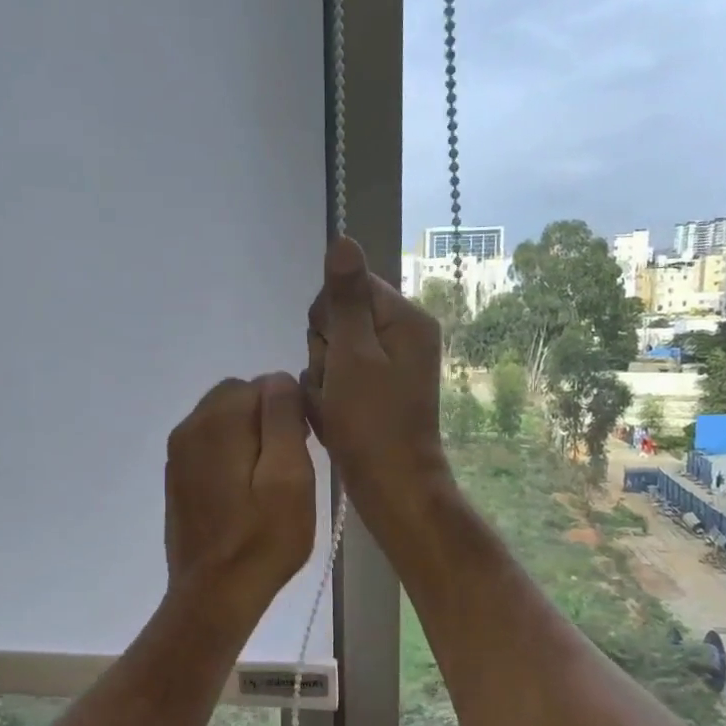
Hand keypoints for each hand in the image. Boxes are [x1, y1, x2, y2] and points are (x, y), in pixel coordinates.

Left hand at [164, 373, 315, 622]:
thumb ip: (283, 419)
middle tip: (290, 464)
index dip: (289, 410)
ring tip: (270, 482)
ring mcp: (178, 454)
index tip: (305, 446)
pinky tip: (246, 493)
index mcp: (216, 421)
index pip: (262, 384)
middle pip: (238, 398)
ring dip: (250, 437)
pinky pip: (210, 446)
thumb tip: (278, 379)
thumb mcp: (290, 476)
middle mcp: (189, 427)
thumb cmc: (262, 539)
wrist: (213, 595)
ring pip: (223, 421)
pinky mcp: (177, 478)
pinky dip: (231, 454)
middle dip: (267, 419)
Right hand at [303, 238, 454, 531]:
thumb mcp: (353, 355)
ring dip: (321, 378)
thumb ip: (345, 298)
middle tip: (336, 386)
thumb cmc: (371, 422)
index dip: (328, 319)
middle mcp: (401, 335)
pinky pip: (337, 377)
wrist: (391, 486)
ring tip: (334, 407)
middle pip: (336, 318)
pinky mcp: (375, 391)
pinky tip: (334, 418)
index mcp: (404, 319)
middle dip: (323, 351)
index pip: (347, 286)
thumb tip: (343, 240)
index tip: (334, 354)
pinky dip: (328, 397)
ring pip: (330, 350)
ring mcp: (389, 365)